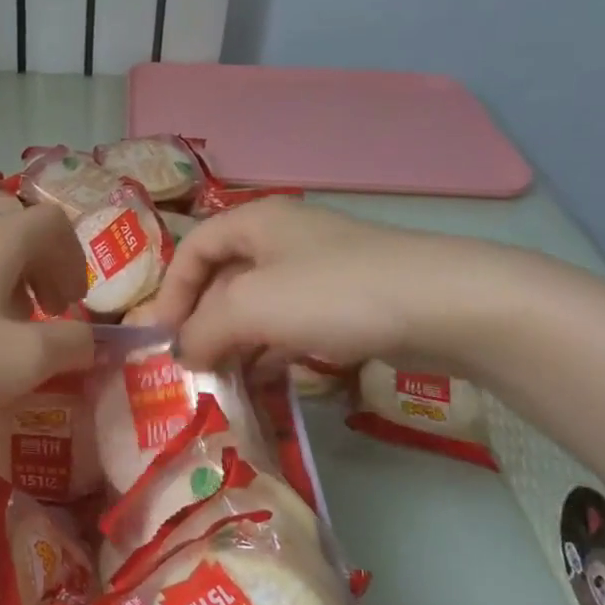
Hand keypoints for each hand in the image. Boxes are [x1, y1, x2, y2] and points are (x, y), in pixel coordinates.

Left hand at [0, 205, 94, 424]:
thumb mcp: (25, 360)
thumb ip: (71, 344)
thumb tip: (86, 339)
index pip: (54, 222)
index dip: (75, 259)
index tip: (70, 305)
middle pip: (20, 239)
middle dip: (45, 276)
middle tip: (48, 319)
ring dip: (11, 291)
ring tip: (6, 337)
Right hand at [147, 200, 517, 372]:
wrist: (441, 305)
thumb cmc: (330, 292)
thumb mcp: (249, 306)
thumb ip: (202, 329)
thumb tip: (181, 353)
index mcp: (255, 221)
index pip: (193, 249)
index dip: (171, 291)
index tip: (164, 338)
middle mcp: (283, 239)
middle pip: (224, 279)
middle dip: (203, 322)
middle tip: (192, 367)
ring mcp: (318, 271)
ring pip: (259, 307)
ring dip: (236, 343)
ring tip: (223, 382)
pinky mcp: (347, 303)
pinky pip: (292, 326)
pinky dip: (271, 351)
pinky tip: (265, 382)